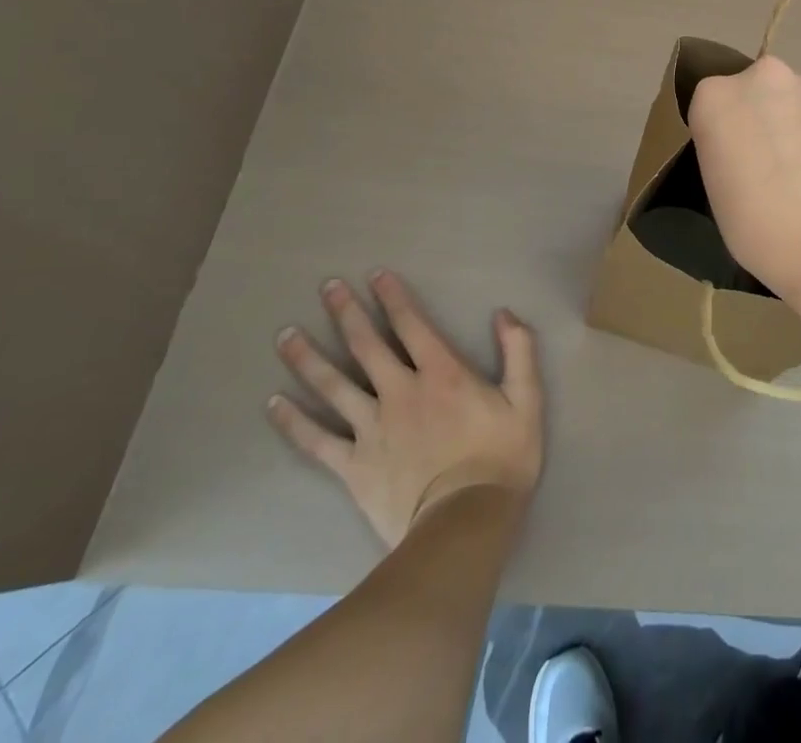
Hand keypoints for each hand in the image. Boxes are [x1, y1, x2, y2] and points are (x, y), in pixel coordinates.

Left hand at [268, 270, 542, 548]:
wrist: (464, 525)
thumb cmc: (501, 459)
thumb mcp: (527, 399)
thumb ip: (519, 351)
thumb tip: (504, 314)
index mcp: (442, 373)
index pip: (412, 324)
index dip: (393, 297)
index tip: (375, 275)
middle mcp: (400, 391)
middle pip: (366, 345)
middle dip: (346, 312)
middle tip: (327, 287)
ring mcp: (372, 429)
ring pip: (333, 385)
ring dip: (308, 358)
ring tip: (286, 335)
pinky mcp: (353, 466)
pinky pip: (316, 440)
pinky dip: (294, 421)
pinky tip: (273, 404)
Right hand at [688, 54, 800, 323]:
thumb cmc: (765, 229)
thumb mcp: (720, 198)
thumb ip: (727, 160)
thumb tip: (747, 159)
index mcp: (715, 99)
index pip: (710, 110)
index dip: (723, 139)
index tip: (732, 168)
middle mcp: (762, 78)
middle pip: (756, 94)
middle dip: (762, 121)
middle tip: (770, 168)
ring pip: (796, 102)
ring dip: (798, 126)